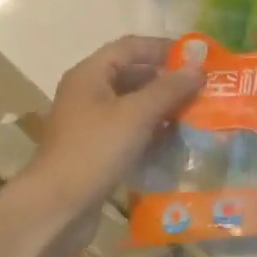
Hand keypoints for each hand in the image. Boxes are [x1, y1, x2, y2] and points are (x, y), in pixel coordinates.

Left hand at [27, 36, 202, 237]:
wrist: (55, 209)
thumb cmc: (94, 150)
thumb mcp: (135, 115)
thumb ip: (168, 89)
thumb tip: (198, 68)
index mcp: (90, 74)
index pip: (130, 47)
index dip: (163, 48)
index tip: (195, 59)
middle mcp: (88, 93)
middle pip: (132, 75)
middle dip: (166, 80)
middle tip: (201, 89)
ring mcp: (91, 124)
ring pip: (132, 105)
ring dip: (162, 108)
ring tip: (195, 114)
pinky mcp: (96, 151)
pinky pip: (129, 131)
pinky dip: (151, 132)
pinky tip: (175, 141)